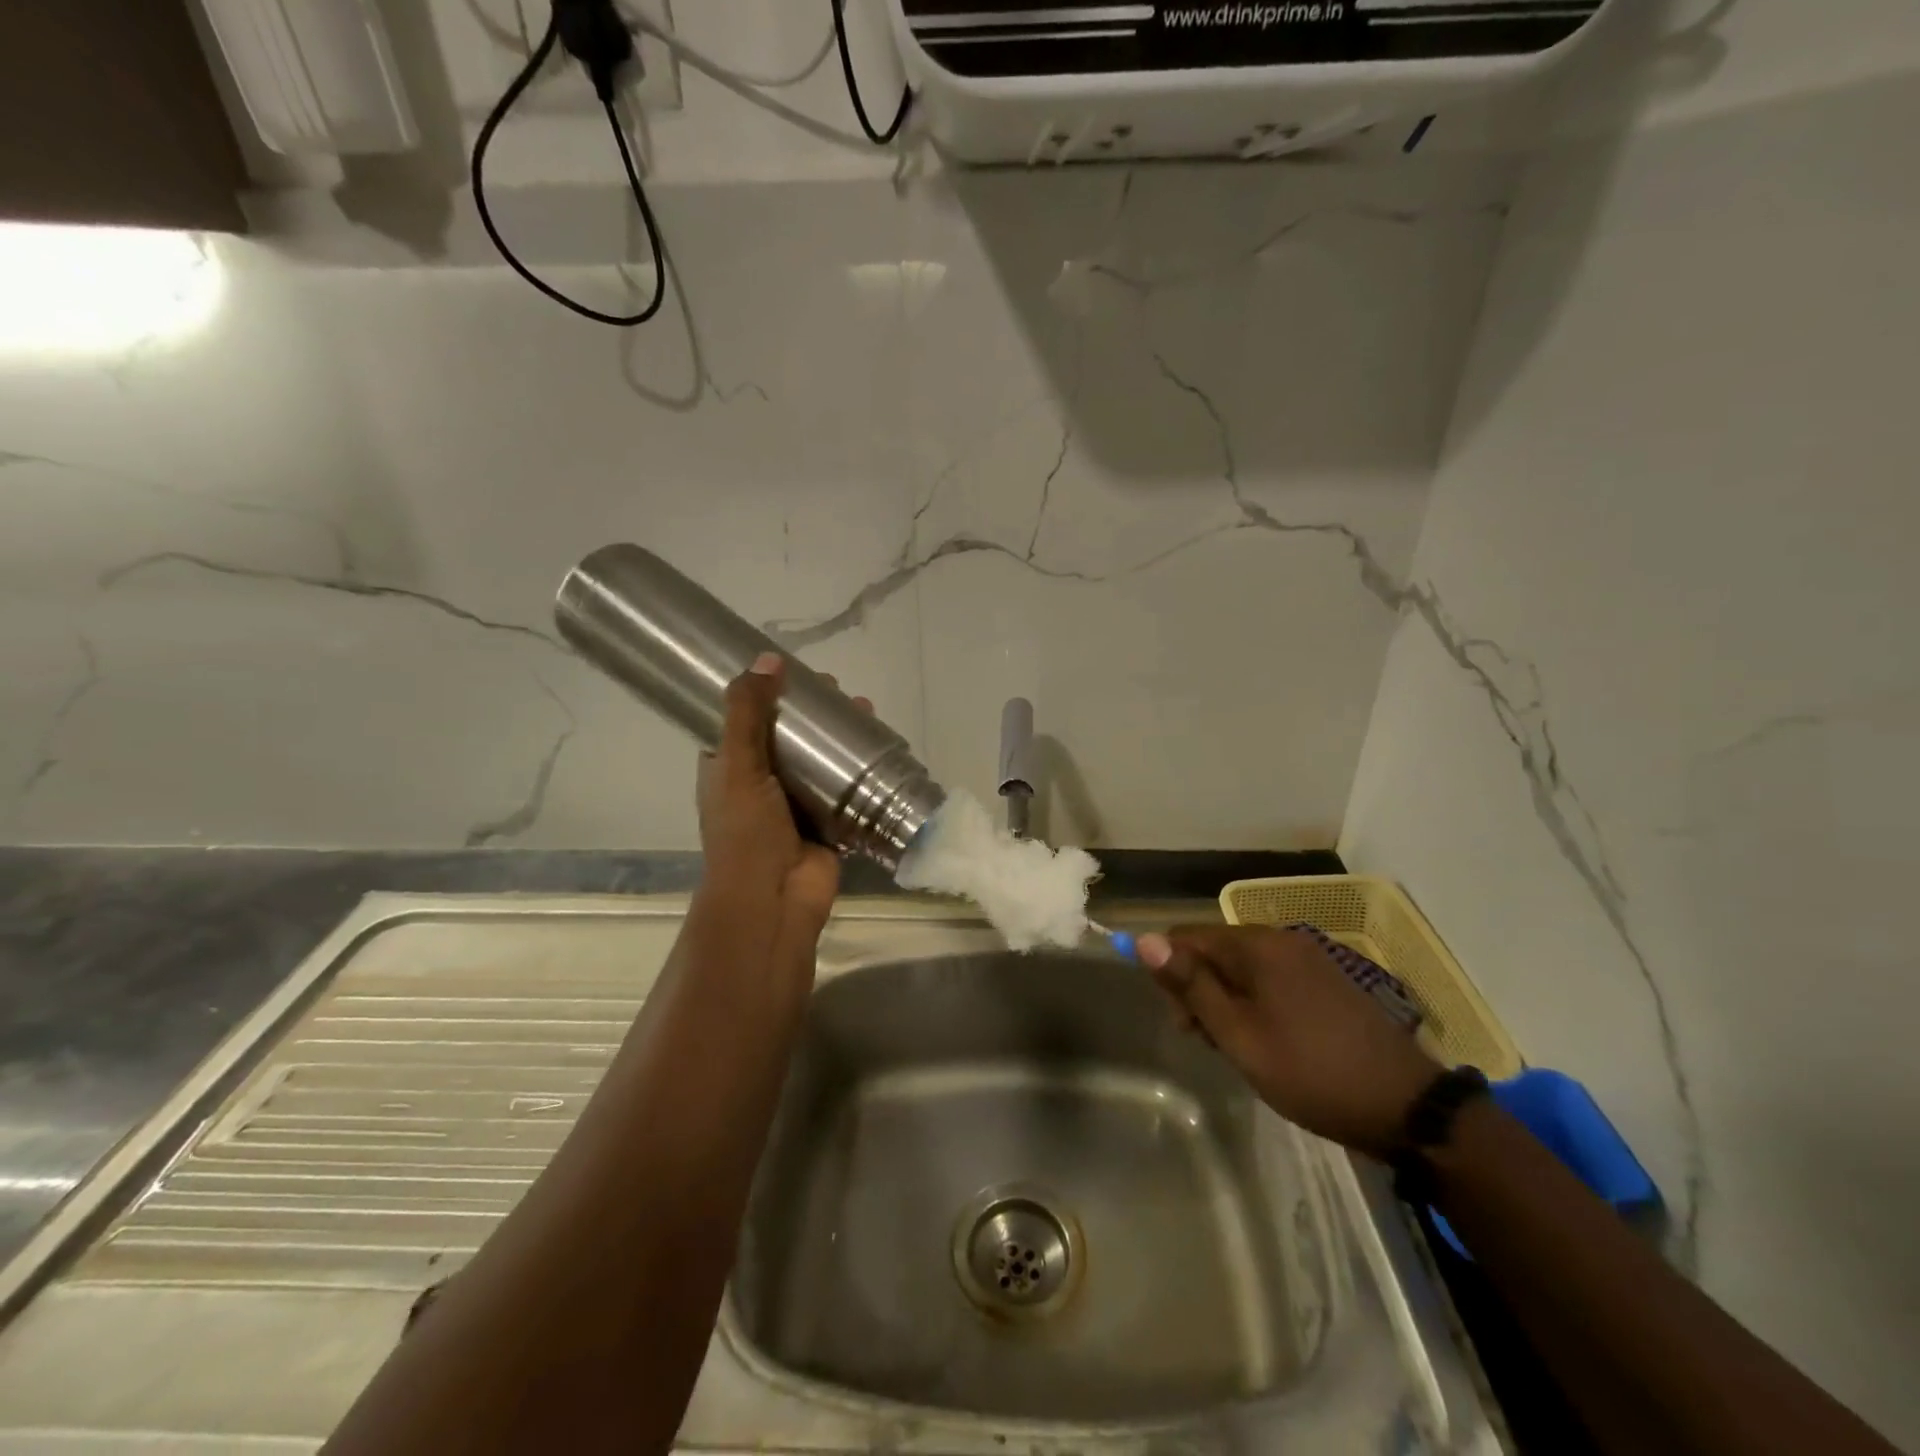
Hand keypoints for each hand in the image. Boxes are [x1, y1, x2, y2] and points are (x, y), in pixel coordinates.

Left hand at [694, 653, 865, 974]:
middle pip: (791, 736)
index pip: (745, 719)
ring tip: (865, 711)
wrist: (772, 900)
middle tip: (838, 691)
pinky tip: (881, 747)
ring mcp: (798, 803)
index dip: (767, 693)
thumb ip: (748, 713)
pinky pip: (848, 788)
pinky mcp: (829, 821)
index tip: (794, 671)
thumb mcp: (738, 765)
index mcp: (729, 768)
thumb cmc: (745, 832)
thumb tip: (768, 658)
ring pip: (822, 759)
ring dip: (842, 736)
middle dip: (815, 713)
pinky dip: (862, 769)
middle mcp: (762, 782)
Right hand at [1137, 925, 1442, 1159]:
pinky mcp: (1328, 980)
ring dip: (1228, 1000)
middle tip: (1210, 1042)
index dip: (1172, 974)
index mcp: (1258, 945)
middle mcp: (1282, 939)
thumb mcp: (1239, 1035)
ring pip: (1244, 967)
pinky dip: (1257, 1003)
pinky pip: (1272, 979)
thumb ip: (1191, 985)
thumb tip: (1144, 939)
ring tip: (1239, 1048)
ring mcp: (1309, 959)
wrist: (1408, 1108)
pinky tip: (1268, 1040)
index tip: (1183, 1023)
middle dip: (1200, 989)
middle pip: (1216, 950)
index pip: (1188, 937)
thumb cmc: (1311, 1072)